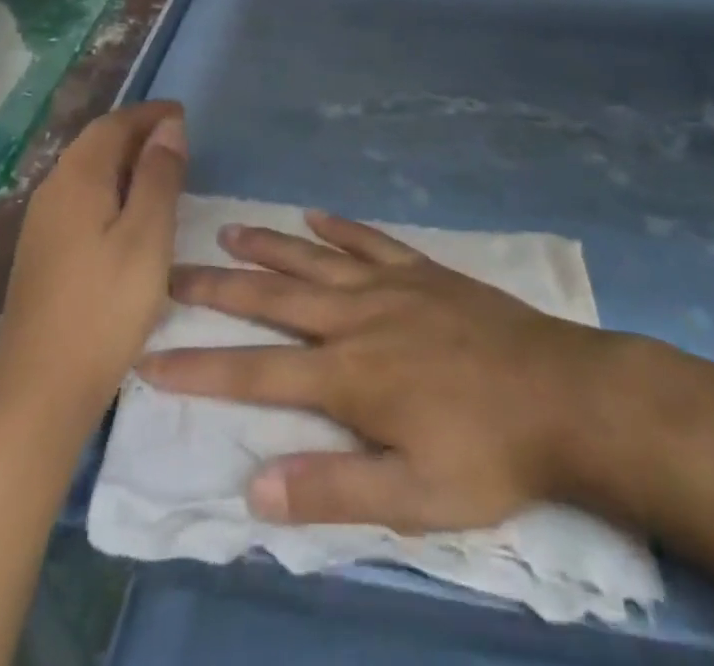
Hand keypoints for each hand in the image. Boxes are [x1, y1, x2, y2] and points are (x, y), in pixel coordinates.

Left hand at [0, 102, 187, 424]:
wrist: (39, 390)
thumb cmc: (105, 306)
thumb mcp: (147, 236)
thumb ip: (159, 176)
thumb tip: (168, 126)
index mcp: (77, 179)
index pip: (113, 125)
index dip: (148, 114)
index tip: (182, 113)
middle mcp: (52, 191)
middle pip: (95, 144)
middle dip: (135, 133)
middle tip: (176, 138)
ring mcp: (41, 225)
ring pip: (86, 172)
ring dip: (123, 161)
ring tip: (160, 170)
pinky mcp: (42, 253)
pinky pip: (80, 199)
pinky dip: (110, 188)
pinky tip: (129, 213)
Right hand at [138, 211, 621, 533]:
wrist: (561, 393)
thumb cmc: (486, 452)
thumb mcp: (413, 497)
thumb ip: (332, 489)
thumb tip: (254, 486)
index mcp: (348, 375)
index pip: (256, 370)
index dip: (201, 365)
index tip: (152, 355)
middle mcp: (357, 318)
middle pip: (274, 297)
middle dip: (219, 286)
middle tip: (174, 270)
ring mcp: (391, 286)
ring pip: (314, 259)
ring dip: (269, 244)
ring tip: (229, 228)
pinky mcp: (422, 270)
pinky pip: (370, 241)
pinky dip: (338, 227)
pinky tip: (315, 215)